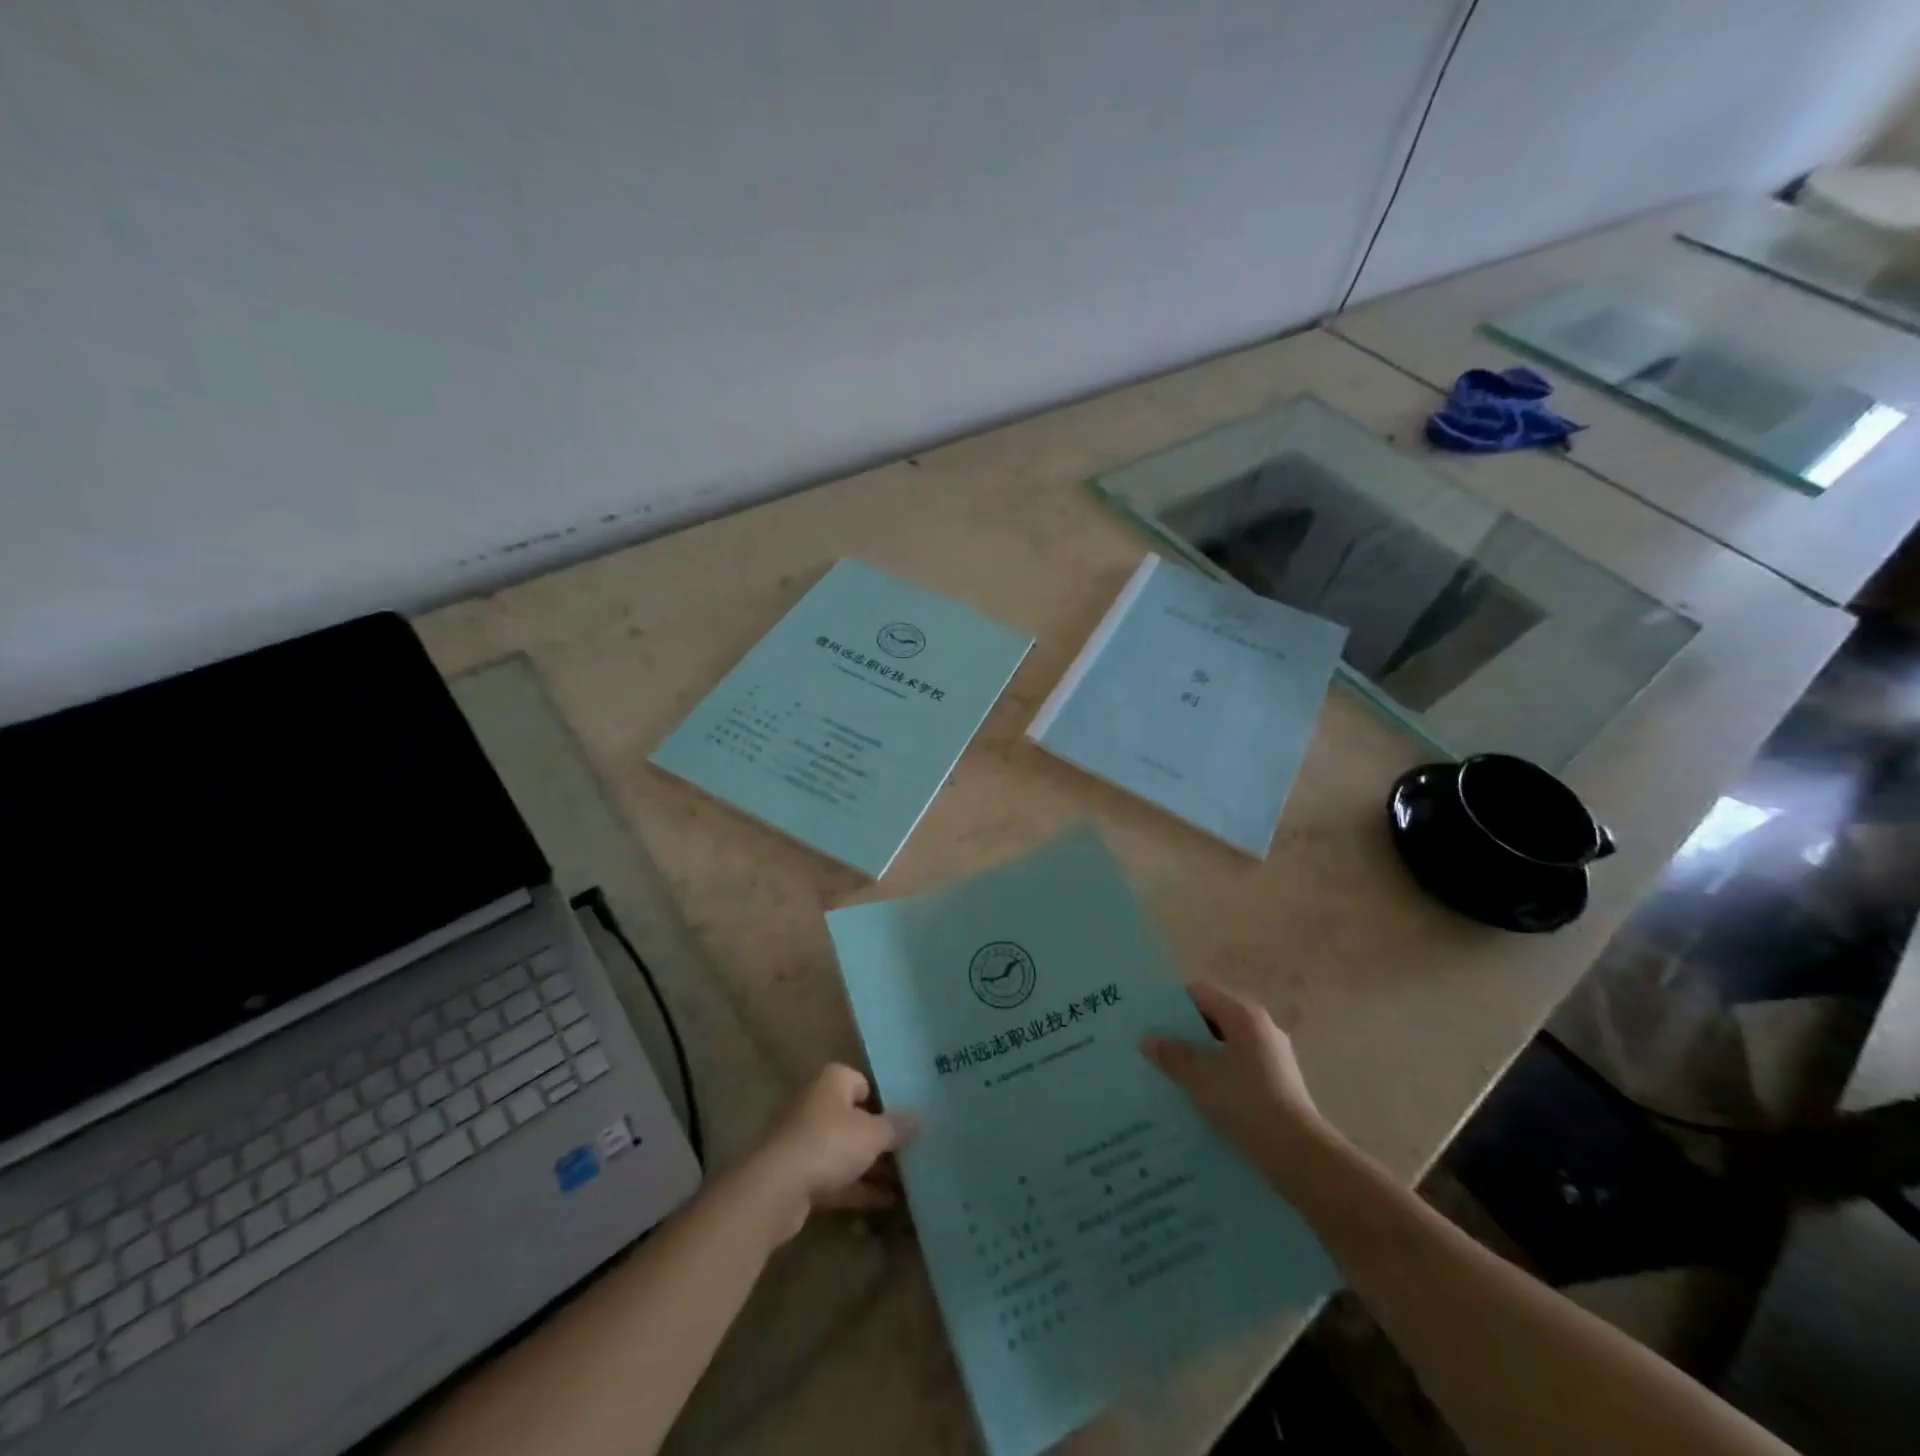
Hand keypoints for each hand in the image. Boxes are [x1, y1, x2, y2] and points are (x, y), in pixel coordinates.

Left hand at [746, 1064, 918, 1240]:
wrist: (777, 1188)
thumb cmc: (830, 1143)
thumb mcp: (873, 1134)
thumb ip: (897, 1127)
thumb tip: (920, 1119)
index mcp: (833, 1081)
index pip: (864, 1083)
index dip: (886, 1100)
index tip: (908, 1120)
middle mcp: (818, 1104)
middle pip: (856, 1118)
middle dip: (881, 1137)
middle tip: (912, 1151)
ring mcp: (806, 1141)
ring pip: (847, 1150)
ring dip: (872, 1165)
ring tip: (908, 1180)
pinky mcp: (800, 1174)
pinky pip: (837, 1177)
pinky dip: (859, 1187)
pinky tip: (888, 1201)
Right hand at [1141, 980, 1330, 1180]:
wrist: (1300, 1156)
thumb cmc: (1247, 1105)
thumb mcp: (1200, 1079)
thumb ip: (1172, 1055)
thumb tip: (1148, 1039)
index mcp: (1243, 1016)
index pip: (1200, 992)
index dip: (1173, 1003)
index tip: (1150, 1020)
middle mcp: (1261, 1027)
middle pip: (1214, 1015)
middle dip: (1185, 1030)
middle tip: (1156, 1045)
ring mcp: (1273, 1054)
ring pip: (1227, 1043)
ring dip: (1201, 1053)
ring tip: (1173, 1071)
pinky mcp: (1278, 1080)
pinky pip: (1239, 1064)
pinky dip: (1219, 1071)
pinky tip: (1201, 1094)